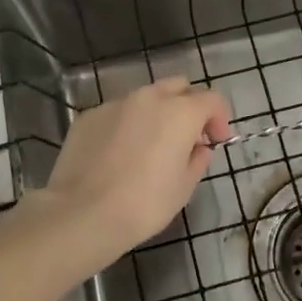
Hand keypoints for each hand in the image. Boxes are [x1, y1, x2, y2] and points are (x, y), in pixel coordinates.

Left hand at [38, 79, 230, 254]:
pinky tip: (118, 154)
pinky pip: (117, 113)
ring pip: (145, 98)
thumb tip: (198, 148)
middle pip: (178, 87)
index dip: (219, 119)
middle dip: (188, 106)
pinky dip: (126, 125)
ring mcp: (115, 104)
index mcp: (179, 112)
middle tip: (186, 137)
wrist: (82, 213)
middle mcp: (148, 98)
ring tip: (150, 146)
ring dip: (156, 114)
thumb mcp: (183, 188)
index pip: (211, 100)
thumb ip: (197, 160)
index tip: (215, 142)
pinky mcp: (89, 116)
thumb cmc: (144, 204)